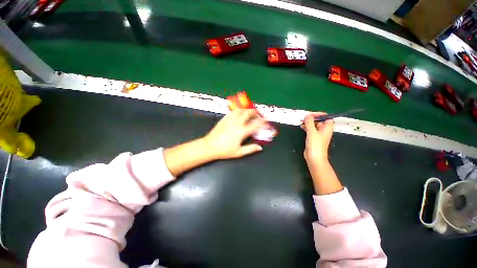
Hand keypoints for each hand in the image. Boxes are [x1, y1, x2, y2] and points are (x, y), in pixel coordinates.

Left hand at [203, 109, 266, 159]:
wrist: (210, 146)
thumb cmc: (225, 150)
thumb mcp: (239, 152)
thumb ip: (250, 149)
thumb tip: (259, 147)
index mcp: (242, 132)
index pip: (255, 124)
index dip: (262, 122)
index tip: (266, 120)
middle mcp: (237, 123)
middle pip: (248, 113)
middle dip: (255, 112)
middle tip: (258, 114)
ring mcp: (230, 119)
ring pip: (240, 110)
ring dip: (246, 110)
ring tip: (249, 112)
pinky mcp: (224, 118)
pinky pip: (233, 111)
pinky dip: (238, 111)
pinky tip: (239, 113)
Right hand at [301, 112, 333, 165]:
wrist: (314, 158)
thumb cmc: (315, 145)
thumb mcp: (312, 132)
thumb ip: (309, 123)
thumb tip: (307, 116)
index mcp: (327, 128)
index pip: (326, 118)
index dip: (320, 115)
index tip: (311, 114)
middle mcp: (323, 131)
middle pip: (319, 121)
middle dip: (312, 118)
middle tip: (304, 117)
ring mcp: (318, 135)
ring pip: (314, 125)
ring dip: (308, 123)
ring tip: (301, 121)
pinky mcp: (313, 138)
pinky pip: (310, 130)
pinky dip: (306, 127)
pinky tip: (301, 127)